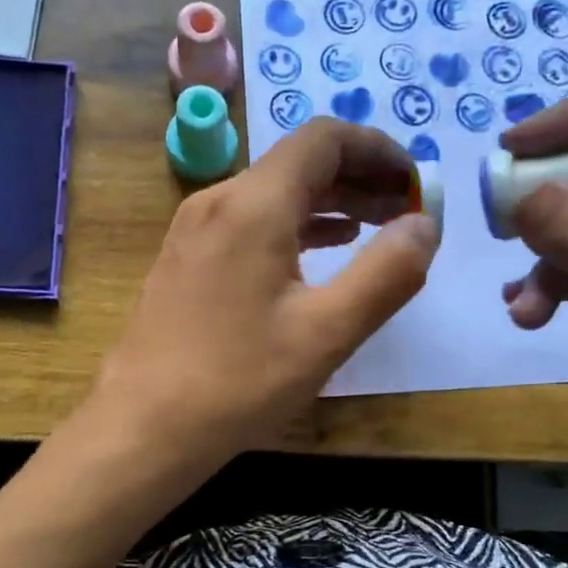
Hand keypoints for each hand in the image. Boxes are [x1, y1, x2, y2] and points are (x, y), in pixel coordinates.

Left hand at [91, 118, 438, 469]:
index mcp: (254, 205)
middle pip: (300, 162)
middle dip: (361, 177)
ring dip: (331, 202)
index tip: (416, 185)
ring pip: (276, 192)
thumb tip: (425, 223)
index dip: (379, 150)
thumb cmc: (238, 382)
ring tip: (377, 229)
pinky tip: (324, 250)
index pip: (325, 139)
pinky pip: (252, 221)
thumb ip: (387, 273)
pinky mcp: (188, 258)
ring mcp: (196, 229)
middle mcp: (219, 201)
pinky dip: (297, 225)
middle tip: (407, 211)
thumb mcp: (327, 332)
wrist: (143, 427)